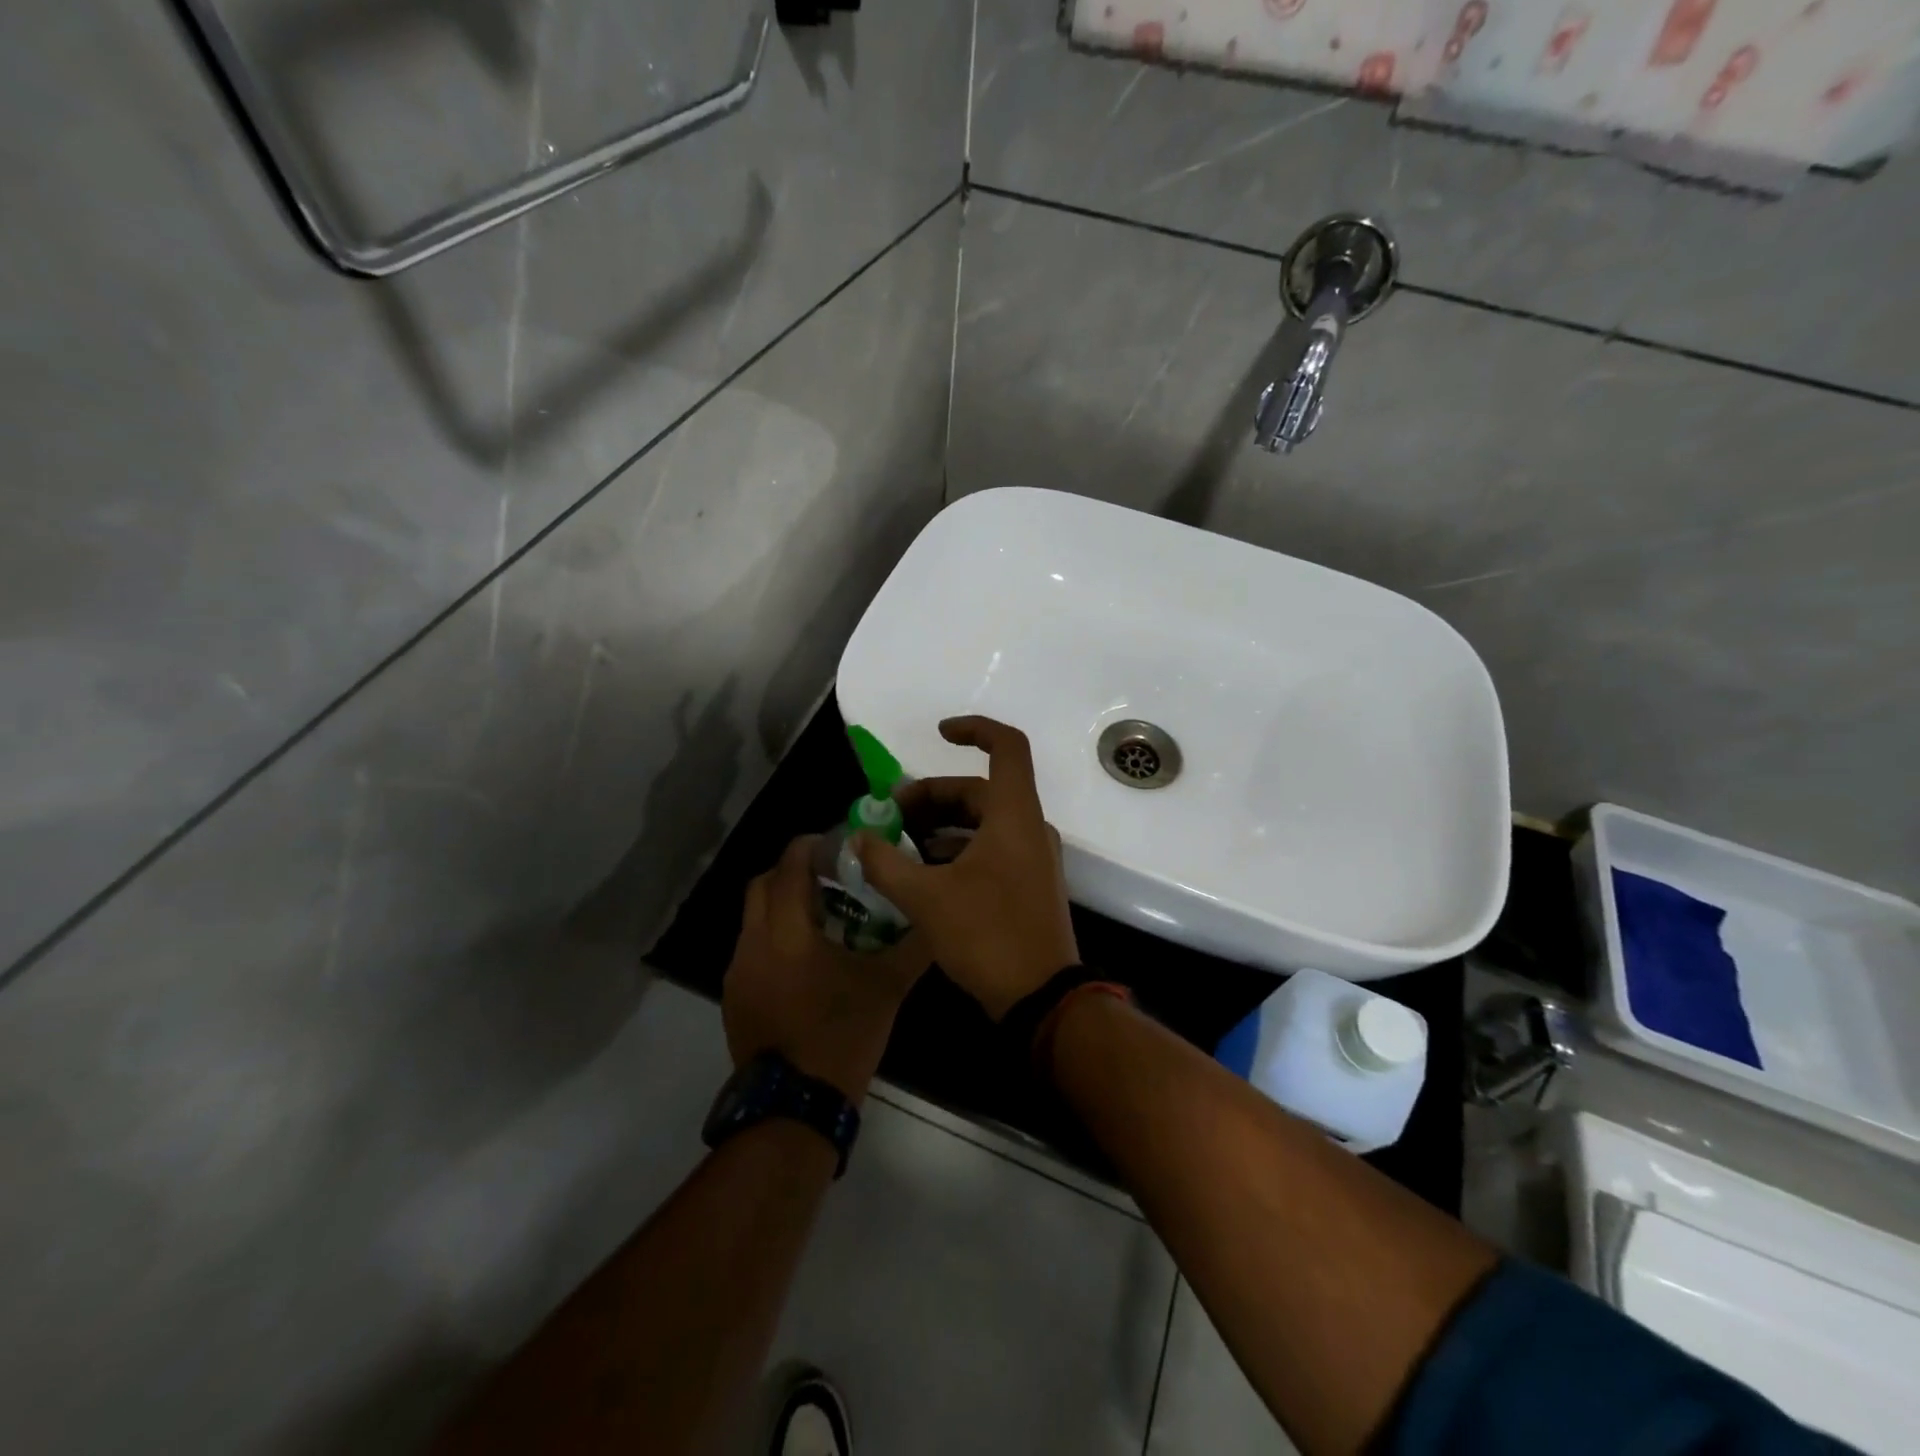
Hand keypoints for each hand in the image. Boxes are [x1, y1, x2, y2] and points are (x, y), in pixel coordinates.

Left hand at [722, 835, 928, 1102]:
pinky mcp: (733, 999)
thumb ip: (913, 947)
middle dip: (791, 872)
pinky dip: (773, 940)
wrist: (796, 1107)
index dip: (809, 846)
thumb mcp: (887, 987)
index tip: (836, 844)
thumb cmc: (843, 1035)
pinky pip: (751, 951)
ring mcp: (737, 973)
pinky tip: (804, 963)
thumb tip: (936, 918)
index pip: (788, 866)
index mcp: (786, 932)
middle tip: (828, 878)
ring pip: (753, 919)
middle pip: (761, 884)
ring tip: (820, 920)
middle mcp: (753, 943)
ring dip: (781, 907)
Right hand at [854, 716, 1079, 1020]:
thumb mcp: (927, 899)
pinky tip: (924, 873)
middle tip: (890, 817)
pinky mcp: (1028, 883)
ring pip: (983, 821)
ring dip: (941, 825)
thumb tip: (857, 839)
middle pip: (979, 789)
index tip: (938, 734)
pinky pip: (991, 847)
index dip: (973, 730)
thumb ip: (886, 864)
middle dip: (932, 796)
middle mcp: (1029, 827)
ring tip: (898, 845)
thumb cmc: (988, 936)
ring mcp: (1033, 856)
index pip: (1006, 747)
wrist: (1043, 998)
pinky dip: (957, 848)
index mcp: (1014, 815)